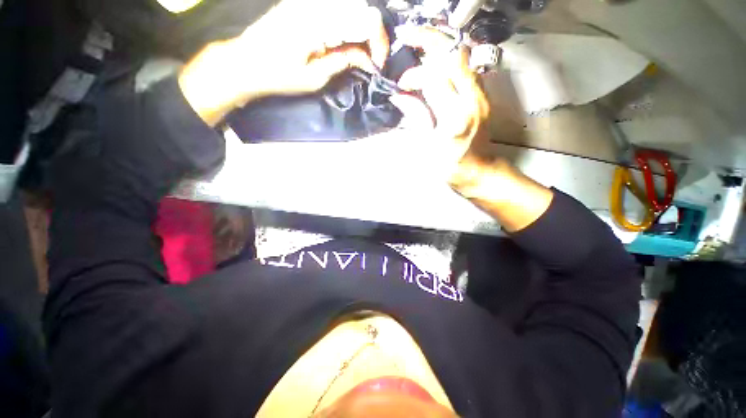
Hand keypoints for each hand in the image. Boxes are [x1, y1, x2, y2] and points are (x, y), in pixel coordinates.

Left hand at [179, 0, 388, 124]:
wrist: (245, 61)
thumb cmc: (279, 76)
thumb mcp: (315, 77)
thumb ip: (343, 62)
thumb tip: (368, 60)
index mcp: (320, 21)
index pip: (366, 20)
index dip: (379, 43)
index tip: (377, 65)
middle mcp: (317, 2)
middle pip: (362, 8)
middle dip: (373, 36)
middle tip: (371, 60)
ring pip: (351, 5)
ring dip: (362, 28)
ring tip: (360, 52)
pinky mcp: (304, 2)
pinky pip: (336, 6)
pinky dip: (348, 22)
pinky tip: (345, 39)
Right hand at [388, 27, 490, 181]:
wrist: (479, 170)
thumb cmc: (450, 166)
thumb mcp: (427, 146)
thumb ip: (416, 116)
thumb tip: (400, 95)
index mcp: (454, 116)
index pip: (433, 78)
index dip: (413, 75)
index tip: (401, 85)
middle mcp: (472, 99)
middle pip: (453, 54)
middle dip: (428, 40)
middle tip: (407, 36)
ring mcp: (481, 94)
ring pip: (463, 55)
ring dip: (439, 45)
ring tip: (419, 43)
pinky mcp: (482, 94)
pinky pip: (466, 66)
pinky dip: (448, 58)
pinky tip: (435, 61)